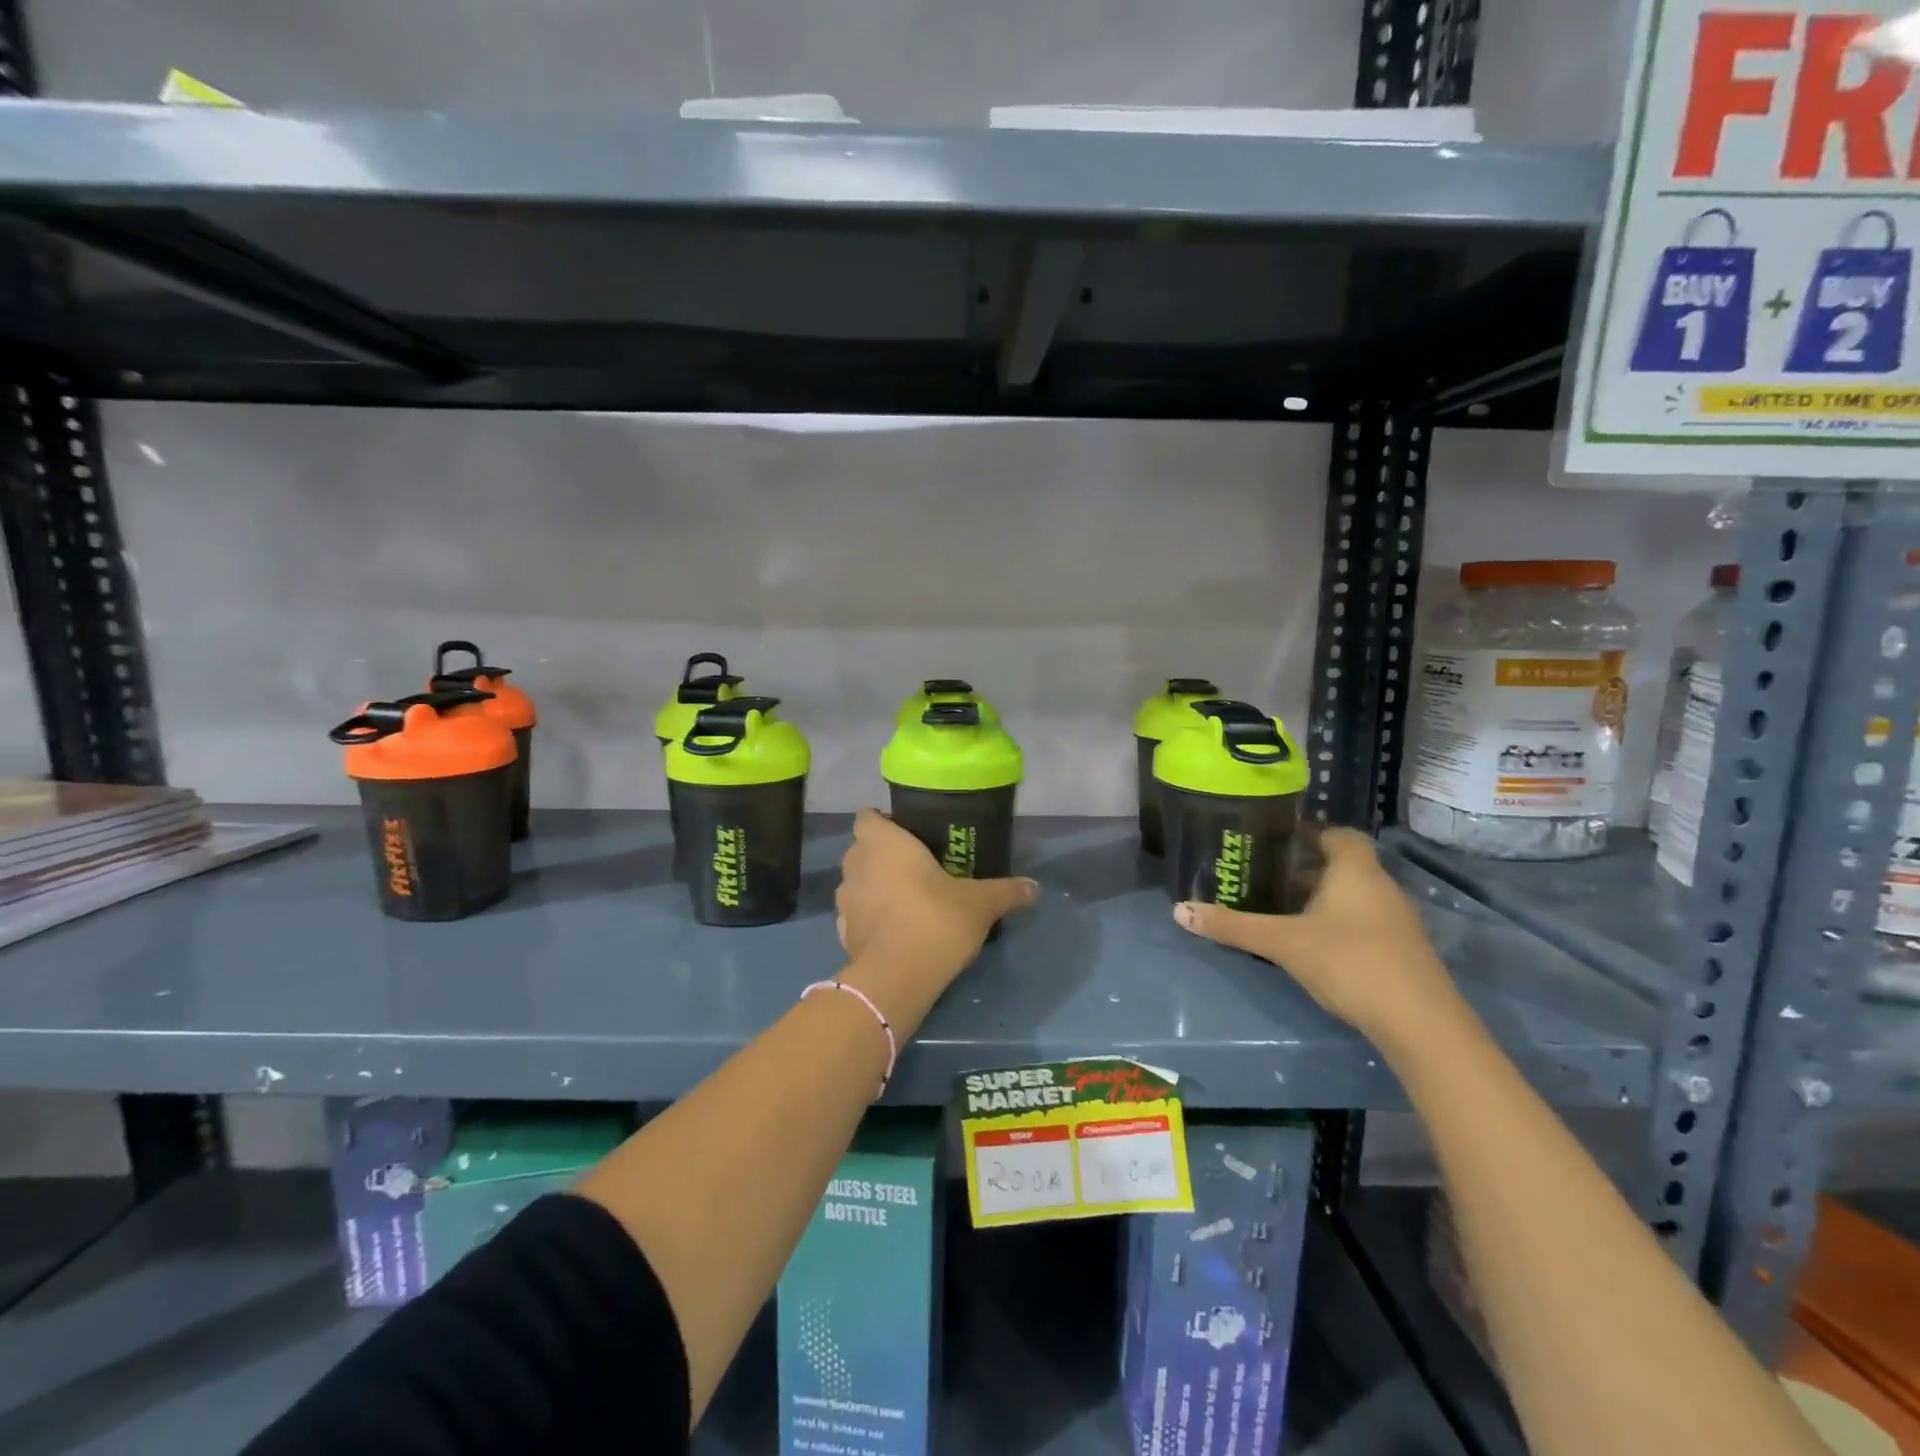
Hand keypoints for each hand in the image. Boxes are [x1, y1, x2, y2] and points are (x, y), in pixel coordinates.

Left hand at [836, 810, 1038, 1015]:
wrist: (896, 979)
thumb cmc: (935, 920)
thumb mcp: (981, 903)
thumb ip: (1007, 891)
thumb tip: (1035, 887)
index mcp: (884, 843)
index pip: (867, 817)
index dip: (883, 821)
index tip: (908, 832)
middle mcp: (857, 864)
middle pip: (862, 848)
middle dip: (882, 854)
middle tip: (915, 865)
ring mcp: (844, 900)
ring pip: (857, 881)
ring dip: (874, 886)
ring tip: (905, 898)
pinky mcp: (842, 932)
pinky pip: (856, 914)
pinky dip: (871, 917)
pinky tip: (895, 929)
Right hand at [1172, 828, 1460, 1045]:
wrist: (1420, 1024)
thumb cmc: (1349, 962)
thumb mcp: (1282, 943)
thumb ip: (1232, 926)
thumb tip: (1179, 910)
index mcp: (1355, 871)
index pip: (1337, 834)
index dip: (1310, 832)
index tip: (1278, 838)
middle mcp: (1380, 887)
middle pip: (1342, 866)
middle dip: (1305, 869)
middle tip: (1266, 877)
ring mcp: (1396, 921)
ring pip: (1353, 897)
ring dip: (1320, 899)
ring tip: (1281, 911)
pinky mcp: (1401, 952)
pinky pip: (1363, 922)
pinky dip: (1337, 924)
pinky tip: (1312, 946)